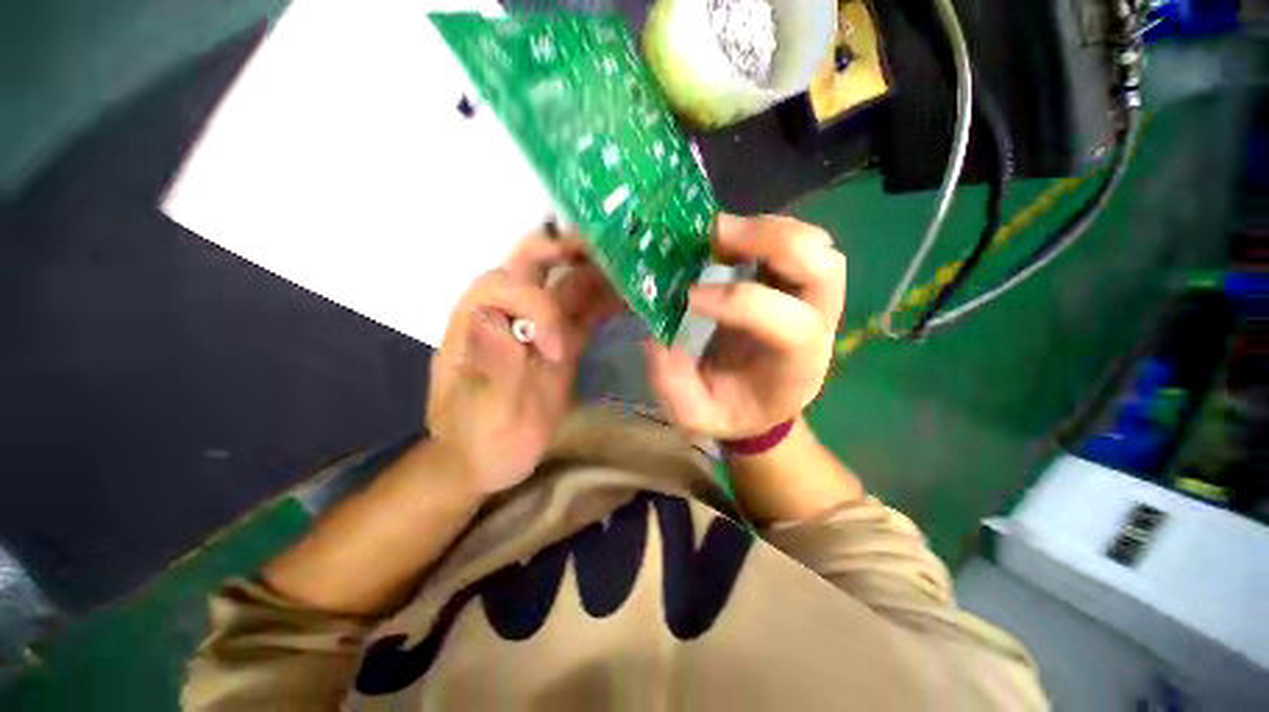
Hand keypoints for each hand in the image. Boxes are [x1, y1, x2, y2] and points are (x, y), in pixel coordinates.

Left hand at [428, 232, 622, 493]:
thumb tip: (491, 318)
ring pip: (568, 286)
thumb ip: (492, 367)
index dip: (537, 308)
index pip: (508, 286)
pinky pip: (586, 315)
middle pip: (533, 265)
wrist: (490, 460)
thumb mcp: (483, 413)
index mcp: (477, 323)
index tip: (557, 352)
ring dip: (597, 275)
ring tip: (631, 272)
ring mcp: (540, 329)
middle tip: (603, 249)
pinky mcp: (563, 345)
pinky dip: (607, 304)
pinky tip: (630, 301)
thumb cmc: (478, 439)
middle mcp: (509, 315)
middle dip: (565, 251)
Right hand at [644, 214, 845, 439]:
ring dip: (765, 229)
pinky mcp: (797, 280)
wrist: (761, 400)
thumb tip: (655, 337)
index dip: (739, 303)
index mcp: (796, 365)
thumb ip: (673, 385)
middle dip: (769, 243)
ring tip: (717, 233)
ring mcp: (814, 296)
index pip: (790, 324)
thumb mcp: (696, 414)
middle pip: (822, 268)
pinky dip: (761, 229)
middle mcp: (818, 324)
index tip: (688, 297)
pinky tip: (726, 239)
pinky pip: (795, 240)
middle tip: (713, 238)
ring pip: (814, 244)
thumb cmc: (733, 409)